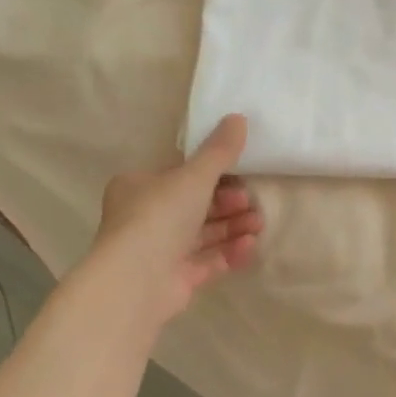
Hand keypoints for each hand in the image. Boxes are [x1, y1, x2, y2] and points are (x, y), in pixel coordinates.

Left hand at [89, 114, 262, 326]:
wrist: (136, 279)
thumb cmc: (159, 216)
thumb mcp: (194, 176)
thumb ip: (219, 150)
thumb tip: (238, 117)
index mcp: (139, 187)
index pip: (180, 175)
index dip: (212, 174)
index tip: (240, 175)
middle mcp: (145, 218)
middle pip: (196, 205)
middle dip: (228, 203)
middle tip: (251, 202)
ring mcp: (159, 251)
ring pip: (204, 234)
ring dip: (234, 226)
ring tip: (259, 224)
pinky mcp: (174, 279)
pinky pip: (207, 261)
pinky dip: (229, 252)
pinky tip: (250, 246)